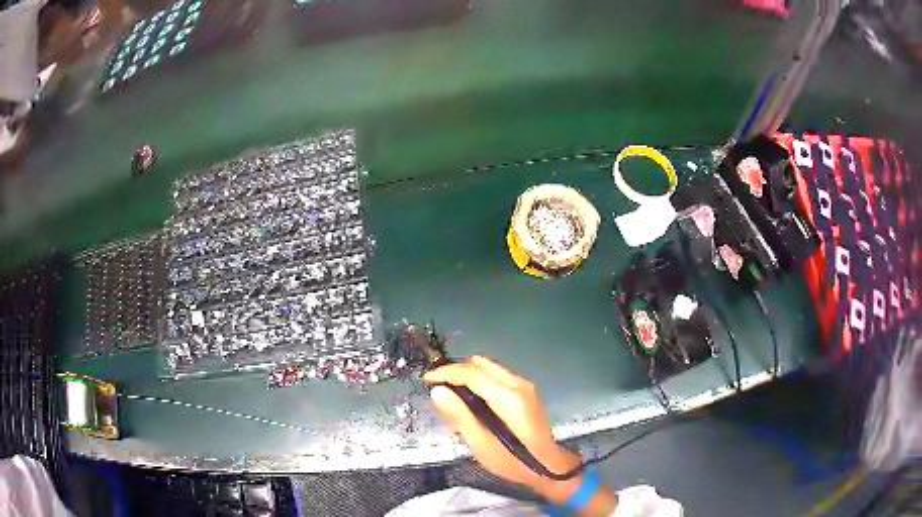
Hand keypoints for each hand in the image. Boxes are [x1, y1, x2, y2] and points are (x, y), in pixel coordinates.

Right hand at [423, 356, 581, 499]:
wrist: (549, 467)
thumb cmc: (513, 461)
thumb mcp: (481, 445)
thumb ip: (459, 417)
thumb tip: (437, 391)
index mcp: (508, 397)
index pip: (472, 373)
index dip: (446, 373)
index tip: (426, 380)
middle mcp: (518, 383)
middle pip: (480, 363)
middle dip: (456, 371)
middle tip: (438, 388)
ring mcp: (524, 385)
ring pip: (489, 367)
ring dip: (467, 374)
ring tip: (451, 394)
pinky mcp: (526, 391)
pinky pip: (496, 375)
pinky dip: (479, 380)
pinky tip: (471, 399)